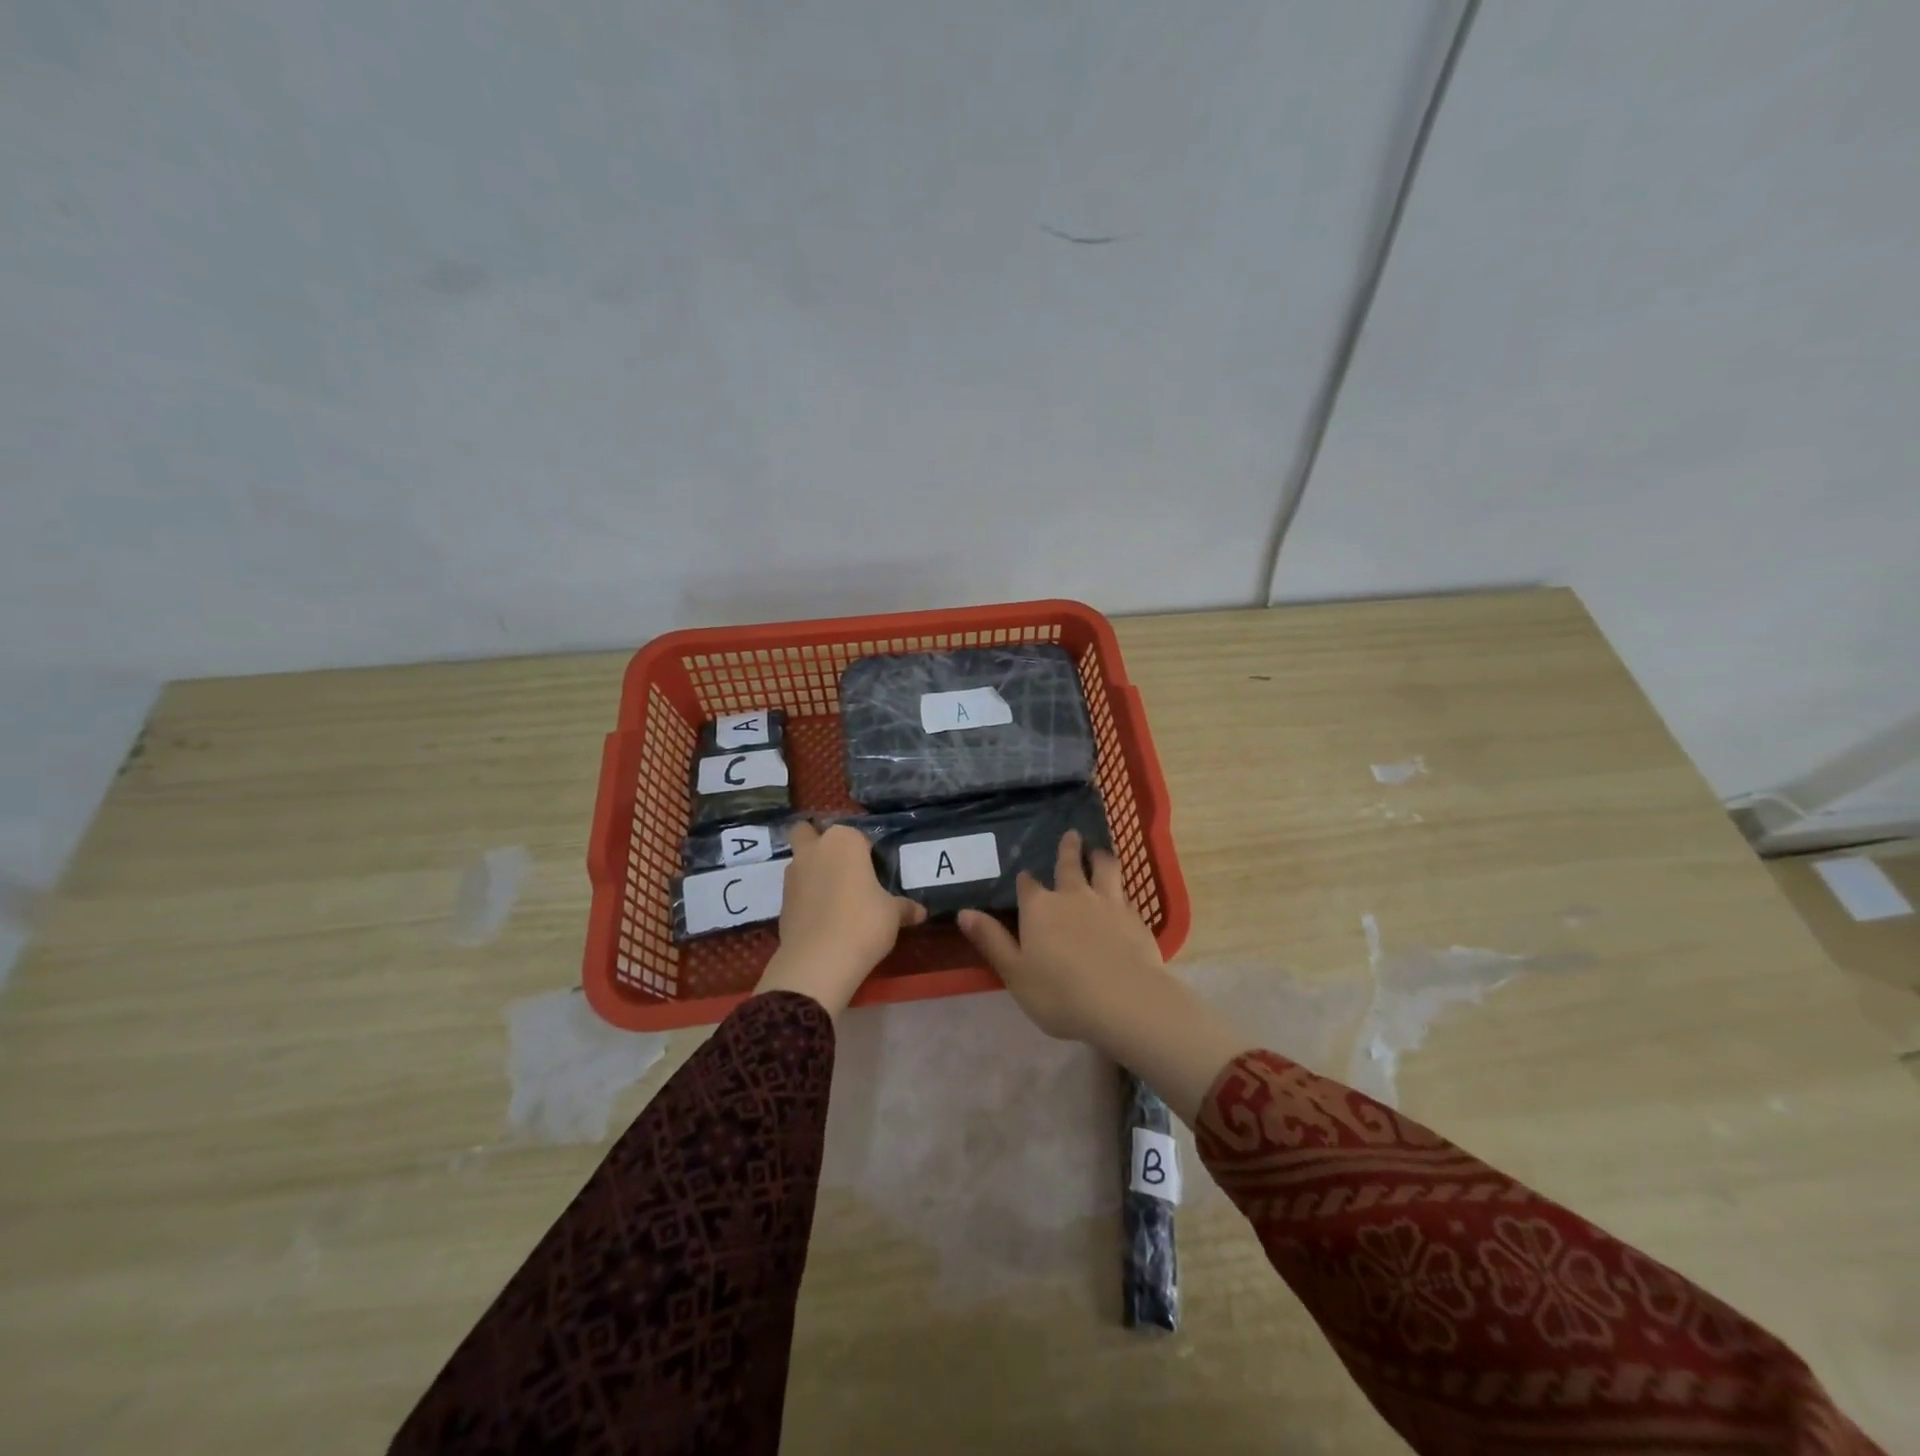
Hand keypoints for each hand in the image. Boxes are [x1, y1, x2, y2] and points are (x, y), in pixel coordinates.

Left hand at [755, 822, 925, 1017]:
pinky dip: (806, 898)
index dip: (865, 851)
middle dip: (819, 843)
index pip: (856, 835)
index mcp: (843, 841)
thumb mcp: (893, 914)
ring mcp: (793, 875)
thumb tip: (920, 912)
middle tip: (841, 867)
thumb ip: (904, 907)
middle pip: (808, 832)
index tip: (874, 871)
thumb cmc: (864, 922)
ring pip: (800, 861)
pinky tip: (823, 918)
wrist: (819, 961)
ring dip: (812, 871)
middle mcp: (814, 850)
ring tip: (835, 898)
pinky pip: (796, 890)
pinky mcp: (781, 902)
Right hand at [958, 830, 1245, 1123]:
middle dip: (1068, 849)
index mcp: (1039, 908)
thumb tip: (964, 912)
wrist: (1124, 1001)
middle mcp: (1073, 895)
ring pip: (1104, 869)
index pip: (1028, 885)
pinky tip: (1123, 893)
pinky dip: (1121, 888)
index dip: (1025, 880)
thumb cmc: (1060, 993)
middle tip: (1071, 834)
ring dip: (1099, 857)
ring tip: (1099, 851)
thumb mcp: (1015, 972)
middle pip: (1069, 864)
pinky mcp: (1134, 917)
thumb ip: (991, 941)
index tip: (1025, 876)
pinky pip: (1126, 894)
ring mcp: (1107, 903)